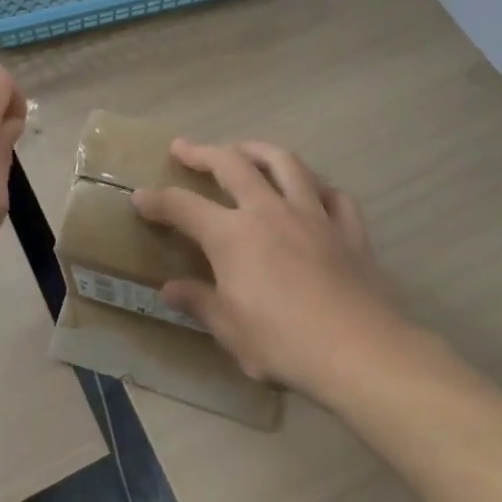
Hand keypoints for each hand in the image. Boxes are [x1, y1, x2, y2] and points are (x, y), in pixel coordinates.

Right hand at [133, 139, 408, 394]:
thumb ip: (199, 302)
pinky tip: (311, 190)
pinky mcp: (349, 229)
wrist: (361, 353)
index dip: (157, 200)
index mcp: (233, 235)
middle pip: (232, 164)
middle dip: (203, 152)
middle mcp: (269, 211)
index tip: (140, 196)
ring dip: (258, 149)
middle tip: (184, 148)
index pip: (183, 207)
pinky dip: (317, 186)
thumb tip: (170, 289)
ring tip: (244, 149)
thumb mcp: (230, 330)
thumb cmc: (284, 343)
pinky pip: (333, 194)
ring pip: (285, 163)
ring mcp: (313, 215)